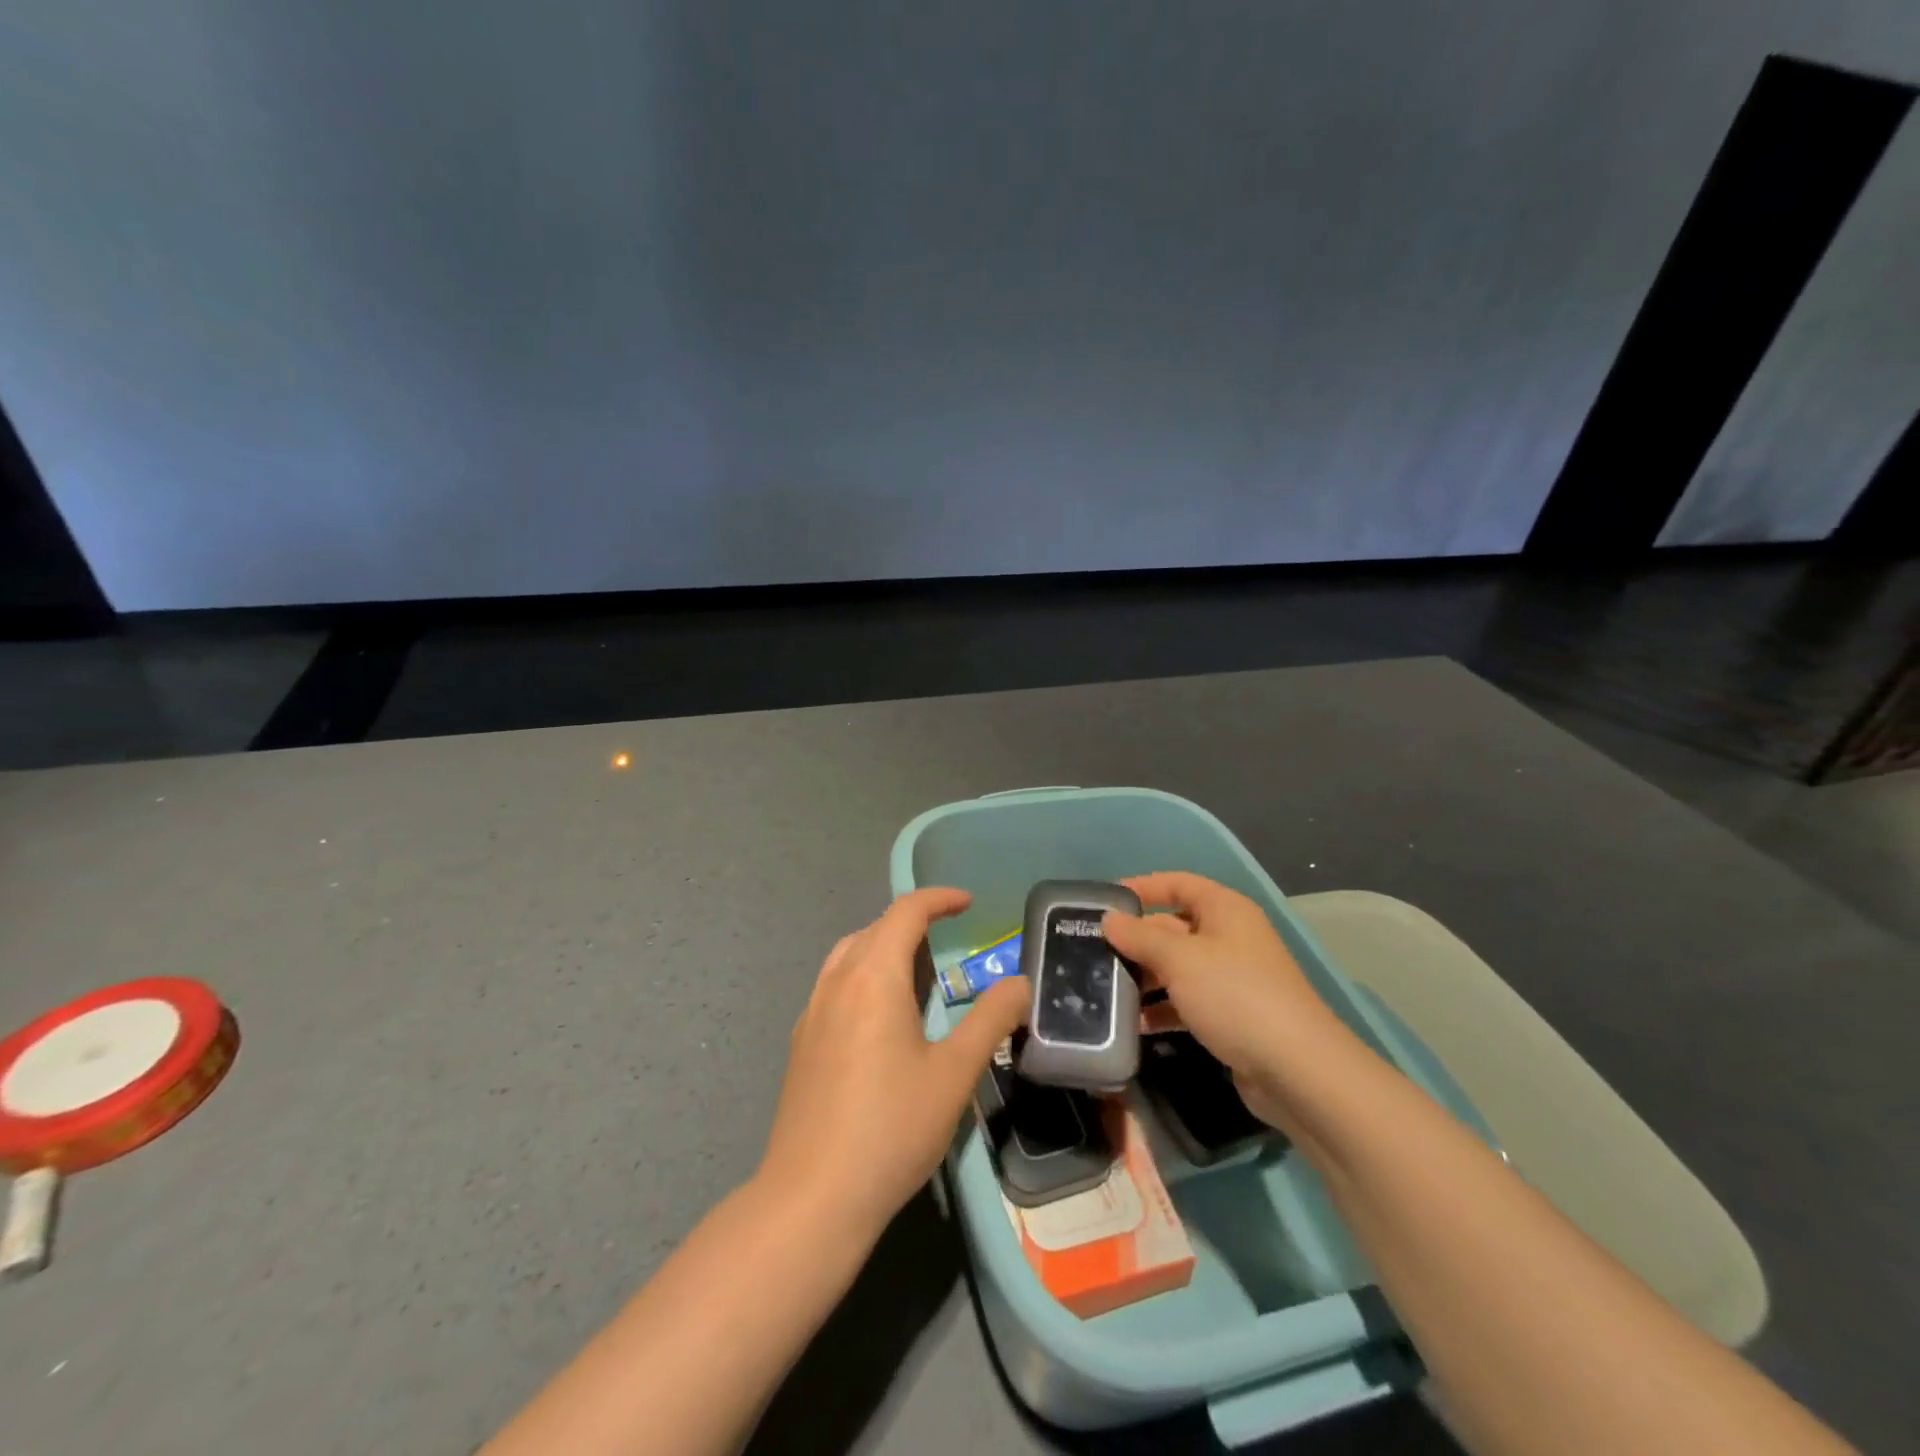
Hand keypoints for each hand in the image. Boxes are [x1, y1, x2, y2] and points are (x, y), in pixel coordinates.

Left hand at [758, 888, 1029, 1237]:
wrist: (812, 1197)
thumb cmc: (891, 1128)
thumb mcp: (955, 1073)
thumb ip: (990, 1020)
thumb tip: (1020, 983)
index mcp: (874, 976)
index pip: (905, 913)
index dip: (938, 899)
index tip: (967, 903)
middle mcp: (837, 981)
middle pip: (874, 928)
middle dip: (912, 922)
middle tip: (948, 940)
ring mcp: (812, 1012)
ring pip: (849, 955)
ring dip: (883, 946)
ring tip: (916, 972)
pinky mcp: (801, 1042)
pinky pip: (834, 984)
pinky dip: (862, 975)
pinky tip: (880, 1018)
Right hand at [1103, 872, 1342, 1129]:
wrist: (1297, 1071)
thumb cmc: (1235, 996)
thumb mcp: (1180, 959)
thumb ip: (1140, 936)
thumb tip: (1109, 919)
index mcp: (1224, 910)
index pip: (1178, 883)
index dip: (1143, 887)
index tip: (1105, 903)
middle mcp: (1229, 937)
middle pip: (1174, 927)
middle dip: (1136, 939)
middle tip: (1094, 952)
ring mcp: (1231, 978)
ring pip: (1177, 967)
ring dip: (1145, 977)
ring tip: (1105, 989)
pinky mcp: (1230, 1015)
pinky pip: (1186, 1001)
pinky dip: (1162, 1008)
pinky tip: (1134, 1023)